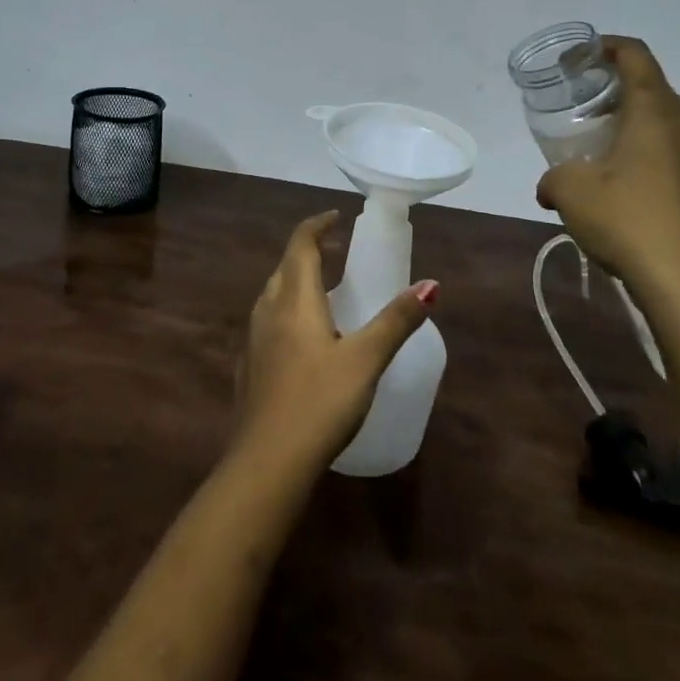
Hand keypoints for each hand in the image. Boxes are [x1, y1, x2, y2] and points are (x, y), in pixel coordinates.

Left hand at [233, 211, 438, 474]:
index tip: (337, 217)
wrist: (266, 463)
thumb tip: (430, 285)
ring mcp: (253, 341)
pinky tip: (304, 341)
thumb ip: (396, 321)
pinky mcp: (249, 369)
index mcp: (294, 300)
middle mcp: (268, 312)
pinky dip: (287, 313)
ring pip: (273, 296)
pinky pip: (268, 324)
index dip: (317, 225)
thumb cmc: (319, 402)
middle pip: (285, 267)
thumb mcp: (366, 360)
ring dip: (296, 282)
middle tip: (337, 252)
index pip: (301, 245)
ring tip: (325, 292)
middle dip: (309, 252)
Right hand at [535, 36, 679, 301]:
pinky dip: (646, 158)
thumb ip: (553, 178)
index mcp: (656, 111)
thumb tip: (547, 187)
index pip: (636, 56)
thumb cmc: (628, 219)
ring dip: (631, 128)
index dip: (607, 46)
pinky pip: (674, 157)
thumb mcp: (571, 191)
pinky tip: (622, 189)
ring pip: (664, 126)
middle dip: (614, 92)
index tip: (581, 57)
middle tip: (581, 108)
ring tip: (598, 151)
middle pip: (651, 90)